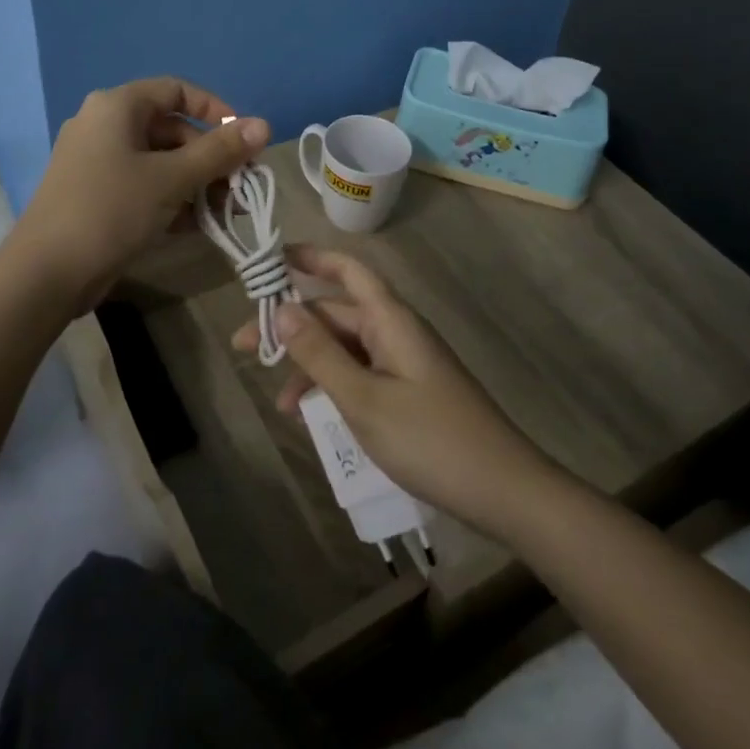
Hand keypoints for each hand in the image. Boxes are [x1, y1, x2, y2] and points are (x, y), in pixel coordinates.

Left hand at [13, 77, 269, 310]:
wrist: (47, 273)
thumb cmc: (112, 210)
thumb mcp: (173, 178)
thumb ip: (220, 152)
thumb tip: (264, 125)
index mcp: (117, 107)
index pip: (176, 90)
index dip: (215, 110)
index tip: (243, 139)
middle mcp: (105, 125)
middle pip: (172, 129)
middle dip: (210, 158)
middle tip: (240, 186)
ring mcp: (98, 162)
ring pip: (160, 162)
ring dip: (197, 183)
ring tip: (227, 212)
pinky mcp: (97, 195)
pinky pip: (145, 186)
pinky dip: (172, 200)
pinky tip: (198, 226)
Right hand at [234, 246, 555, 538]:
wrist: (503, 490)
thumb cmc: (430, 439)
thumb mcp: (363, 399)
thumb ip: (320, 354)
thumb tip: (282, 309)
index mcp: (390, 319)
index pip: (347, 270)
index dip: (311, 258)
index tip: (271, 258)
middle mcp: (397, 331)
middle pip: (337, 313)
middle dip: (293, 326)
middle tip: (246, 346)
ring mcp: (405, 362)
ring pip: (347, 348)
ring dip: (311, 365)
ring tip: (280, 402)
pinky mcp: (410, 391)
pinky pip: (362, 374)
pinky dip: (334, 387)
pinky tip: (315, 418)